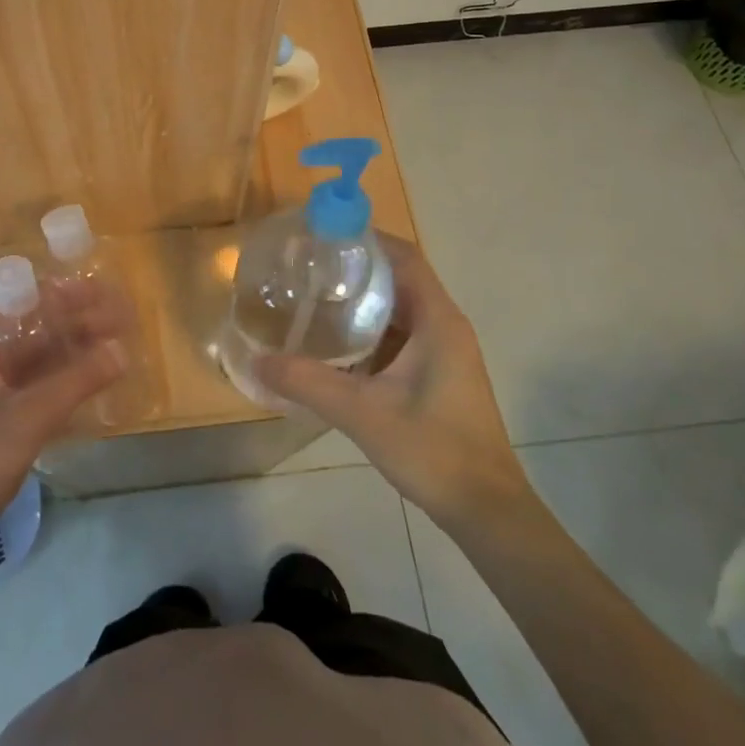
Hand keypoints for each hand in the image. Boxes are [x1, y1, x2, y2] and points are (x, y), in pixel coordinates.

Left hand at [0, 309, 124, 586]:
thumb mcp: (28, 416)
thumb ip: (77, 380)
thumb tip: (122, 350)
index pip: (22, 303)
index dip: (64, 295)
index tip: (103, 291)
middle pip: (33, 332)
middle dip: (76, 325)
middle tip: (122, 320)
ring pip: (36, 363)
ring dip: (73, 355)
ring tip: (116, 349)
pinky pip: (35, 391)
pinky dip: (63, 385)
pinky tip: (93, 387)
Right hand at [254, 234, 529, 528]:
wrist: (487, 511)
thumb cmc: (433, 450)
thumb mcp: (362, 413)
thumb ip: (308, 383)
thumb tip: (257, 361)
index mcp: (437, 320)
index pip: (404, 257)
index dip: (368, 238)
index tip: (325, 234)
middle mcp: (445, 326)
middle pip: (400, 277)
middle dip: (357, 267)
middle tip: (310, 266)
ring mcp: (446, 352)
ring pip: (400, 309)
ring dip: (363, 300)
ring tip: (315, 297)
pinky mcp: (440, 374)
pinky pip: (402, 336)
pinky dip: (371, 330)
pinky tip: (337, 344)